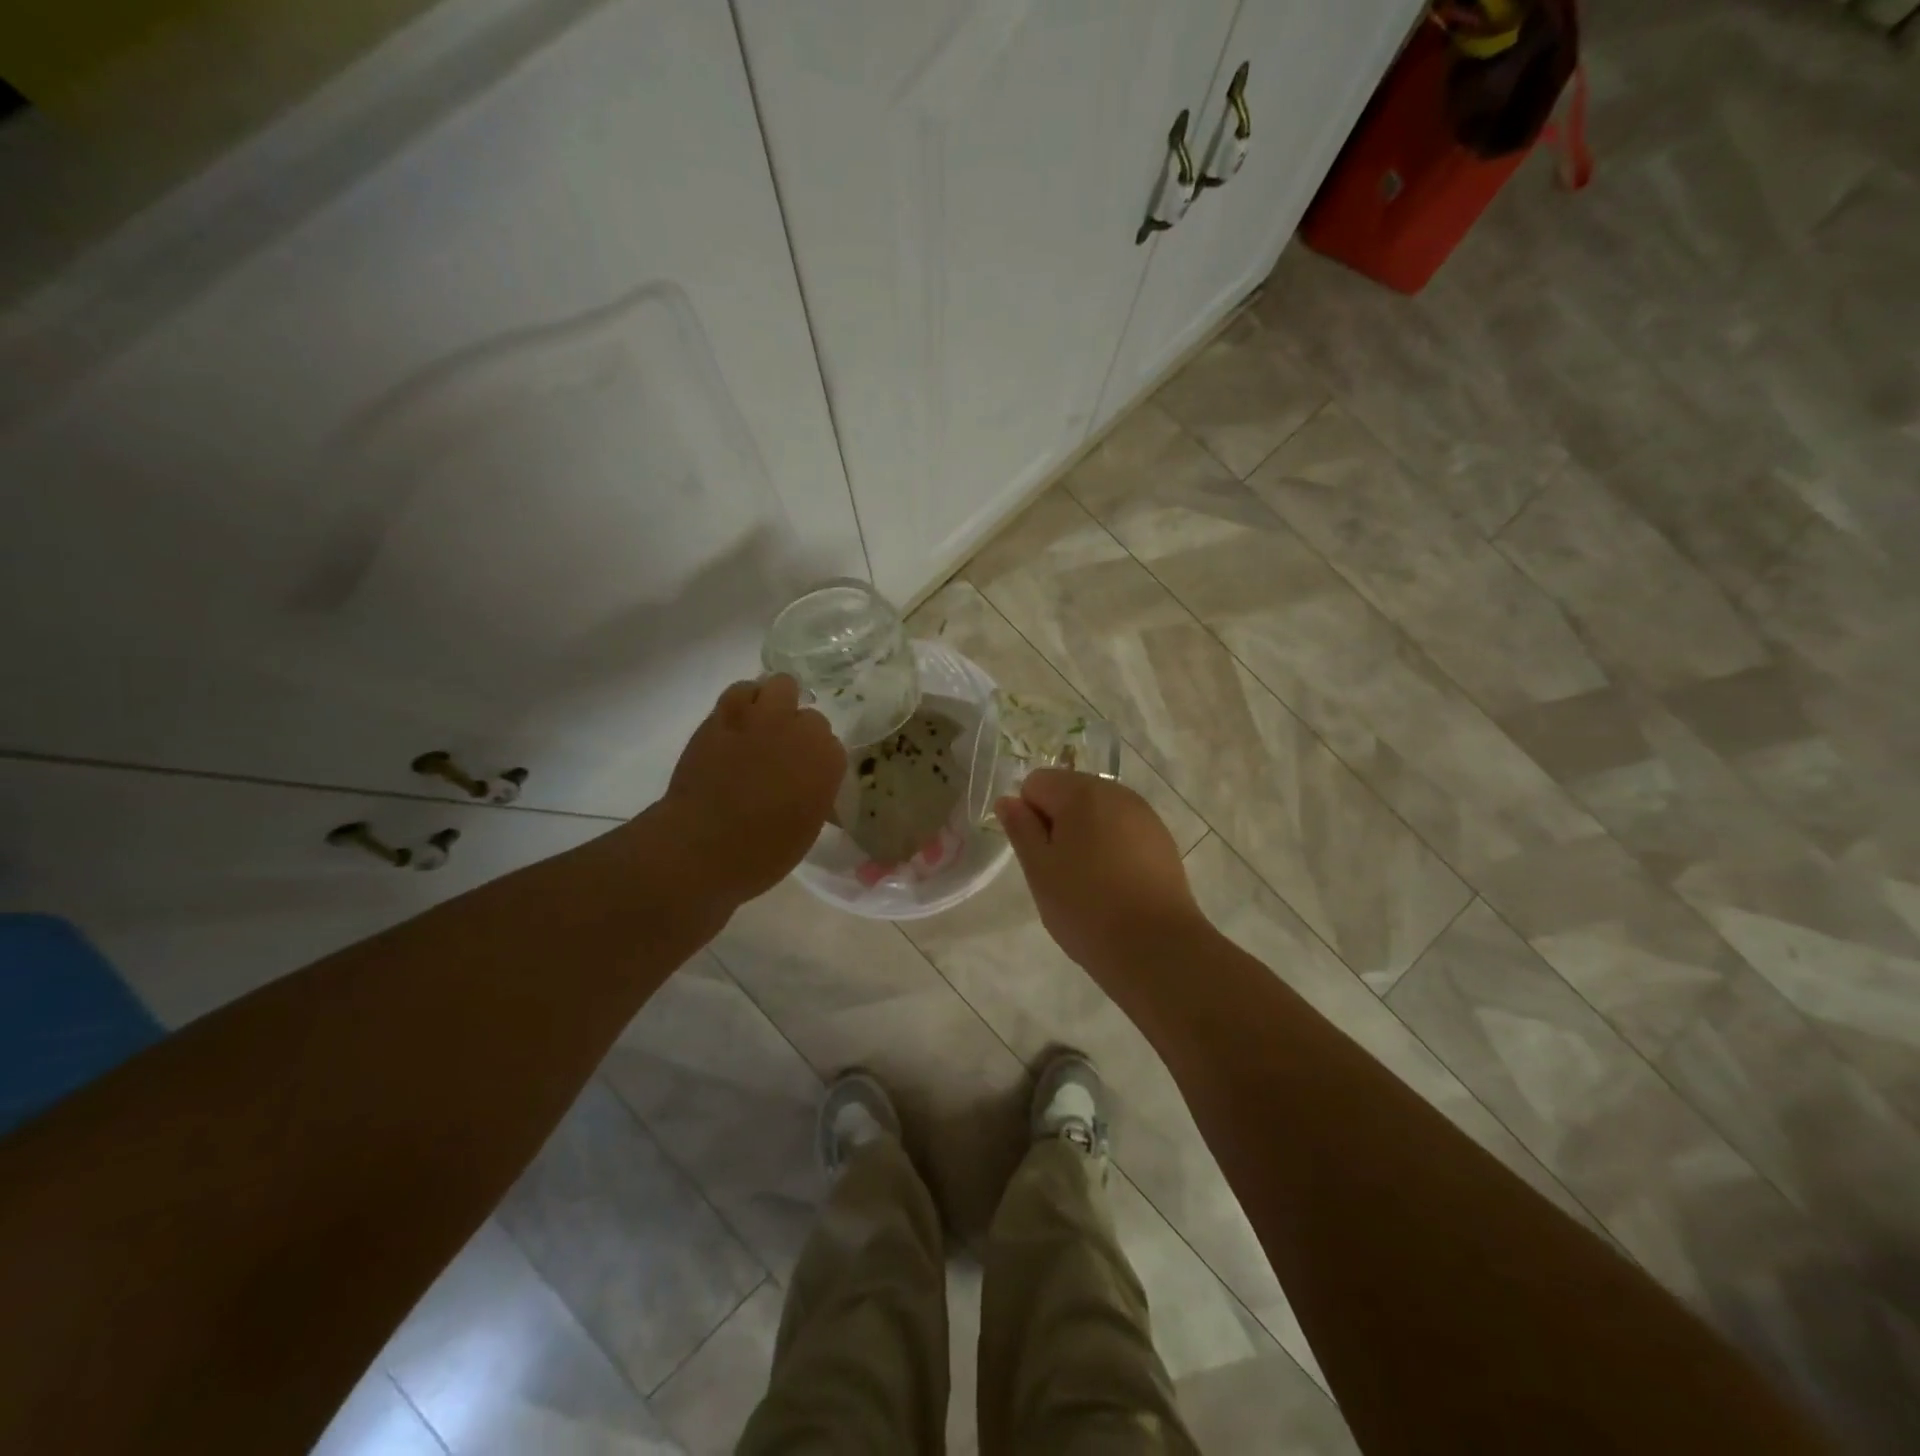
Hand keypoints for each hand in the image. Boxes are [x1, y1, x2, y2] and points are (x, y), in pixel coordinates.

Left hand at [658, 675, 845, 908]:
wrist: (701, 847)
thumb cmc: (762, 852)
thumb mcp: (807, 827)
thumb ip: (815, 792)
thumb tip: (809, 782)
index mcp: (826, 762)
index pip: (833, 746)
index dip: (818, 760)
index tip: (806, 775)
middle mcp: (799, 732)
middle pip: (811, 715)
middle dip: (800, 731)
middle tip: (784, 753)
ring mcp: (760, 719)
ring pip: (781, 685)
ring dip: (777, 702)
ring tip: (765, 724)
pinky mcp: (723, 716)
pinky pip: (740, 691)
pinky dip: (744, 701)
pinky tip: (739, 720)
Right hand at [996, 770, 1205, 975]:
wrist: (1156, 946)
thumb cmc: (1086, 906)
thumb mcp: (1039, 869)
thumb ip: (1020, 828)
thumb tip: (1008, 800)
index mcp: (1081, 792)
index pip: (1036, 783)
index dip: (1028, 816)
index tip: (1038, 854)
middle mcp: (1116, 792)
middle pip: (1070, 792)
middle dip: (1057, 822)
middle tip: (1059, 870)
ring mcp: (1144, 815)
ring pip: (1098, 812)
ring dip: (1085, 834)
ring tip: (1088, 880)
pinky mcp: (1162, 840)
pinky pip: (1123, 830)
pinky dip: (1111, 847)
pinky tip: (1115, 884)